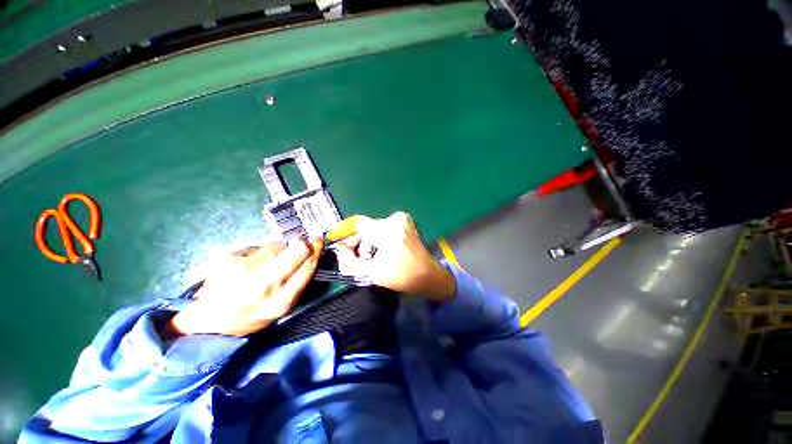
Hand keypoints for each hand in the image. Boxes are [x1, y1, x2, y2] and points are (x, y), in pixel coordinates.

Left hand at [169, 238, 322, 336]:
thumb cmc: (251, 316)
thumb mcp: (282, 306)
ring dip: (277, 249)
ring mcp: (245, 269)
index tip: (318, 240)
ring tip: (265, 262)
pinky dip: (256, 253)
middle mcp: (265, 284)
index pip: (309, 265)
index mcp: (282, 300)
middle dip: (301, 244)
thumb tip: (310, 251)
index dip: (316, 249)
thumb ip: (298, 281)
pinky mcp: (227, 259)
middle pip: (297, 248)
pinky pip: (254, 246)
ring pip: (276, 244)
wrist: (207, 323)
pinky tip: (245, 265)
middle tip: (299, 244)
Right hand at [333, 212, 455, 300]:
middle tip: (359, 258)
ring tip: (372, 258)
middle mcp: (395, 219)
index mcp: (388, 231)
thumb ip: (349, 262)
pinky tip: (382, 251)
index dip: (344, 231)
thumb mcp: (371, 274)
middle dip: (359, 243)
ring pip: (374, 228)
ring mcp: (402, 218)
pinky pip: (383, 227)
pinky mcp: (406, 221)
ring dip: (369, 242)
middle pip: (366, 227)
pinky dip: (378, 238)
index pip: (358, 224)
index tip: (337, 242)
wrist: (428, 275)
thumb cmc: (402, 276)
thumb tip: (338, 249)